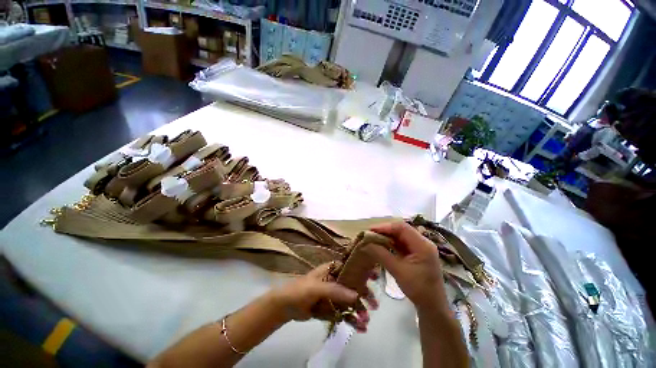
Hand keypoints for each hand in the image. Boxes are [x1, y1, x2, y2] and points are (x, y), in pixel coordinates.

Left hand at [269, 263, 375, 331]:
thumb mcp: (316, 288)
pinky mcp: (330, 309)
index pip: (350, 268)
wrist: (285, 307)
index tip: (375, 276)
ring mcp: (333, 296)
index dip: (362, 270)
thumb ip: (335, 290)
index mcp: (331, 270)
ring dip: (359, 310)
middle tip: (375, 305)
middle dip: (364, 295)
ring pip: (350, 301)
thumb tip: (356, 294)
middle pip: (353, 285)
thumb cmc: (300, 290)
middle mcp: (334, 281)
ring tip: (366, 320)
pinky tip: (360, 327)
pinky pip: (344, 313)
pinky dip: (352, 320)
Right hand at [365, 222, 447, 311]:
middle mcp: (423, 242)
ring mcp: (421, 247)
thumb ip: (382, 254)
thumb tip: (366, 244)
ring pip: (401, 236)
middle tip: (370, 235)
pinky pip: (402, 243)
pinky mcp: (417, 253)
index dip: (385, 226)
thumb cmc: (418, 289)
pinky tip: (383, 245)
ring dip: (388, 237)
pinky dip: (392, 243)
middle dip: (385, 231)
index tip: (371, 230)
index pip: (402, 228)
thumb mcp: (398, 271)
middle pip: (401, 230)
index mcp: (422, 245)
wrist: (432, 306)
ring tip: (374, 239)